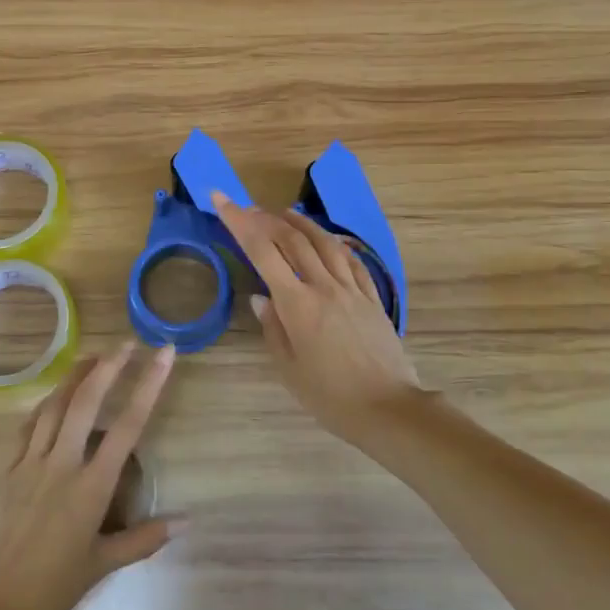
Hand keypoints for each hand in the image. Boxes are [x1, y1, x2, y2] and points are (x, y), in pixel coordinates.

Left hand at [0, 342, 178, 609]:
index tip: (163, 354)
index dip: (149, 384)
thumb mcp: (102, 565)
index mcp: (92, 486)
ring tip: (92, 357)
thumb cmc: (50, 588)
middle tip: (126, 343)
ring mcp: (30, 462)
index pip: (128, 424)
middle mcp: (63, 463)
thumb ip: (143, 538)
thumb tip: (185, 521)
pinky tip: (52, 398)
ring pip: (54, 405)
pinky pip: (27, 426)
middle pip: (87, 401)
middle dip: (109, 366)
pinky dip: (44, 406)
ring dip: (75, 376)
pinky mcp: (5, 468)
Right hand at [212, 191, 431, 442]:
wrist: (388, 409)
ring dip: (301, 223)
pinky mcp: (373, 298)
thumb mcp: (290, 369)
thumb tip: (262, 298)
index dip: (239, 222)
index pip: (261, 251)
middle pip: (292, 239)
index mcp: (297, 304)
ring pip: (324, 243)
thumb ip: (274, 329)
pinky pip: (351, 261)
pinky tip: (328, 241)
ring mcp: (351, 290)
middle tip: (247, 209)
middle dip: (265, 218)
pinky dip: (335, 244)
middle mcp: (323, 286)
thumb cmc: (331, 397)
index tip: (221, 200)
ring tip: (284, 213)